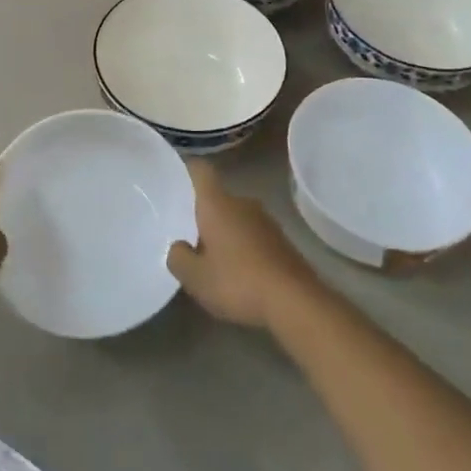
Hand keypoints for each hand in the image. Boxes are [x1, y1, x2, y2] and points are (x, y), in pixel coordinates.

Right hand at [167, 160, 321, 330]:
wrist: (295, 301)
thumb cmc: (237, 281)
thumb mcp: (195, 277)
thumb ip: (178, 258)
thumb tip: (178, 247)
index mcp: (217, 204)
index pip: (201, 171)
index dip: (187, 169)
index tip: (174, 177)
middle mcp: (242, 203)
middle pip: (218, 198)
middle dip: (204, 213)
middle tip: (187, 233)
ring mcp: (266, 221)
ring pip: (237, 218)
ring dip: (225, 232)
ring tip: (211, 258)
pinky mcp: (283, 242)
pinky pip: (254, 236)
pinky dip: (243, 248)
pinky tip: (238, 273)